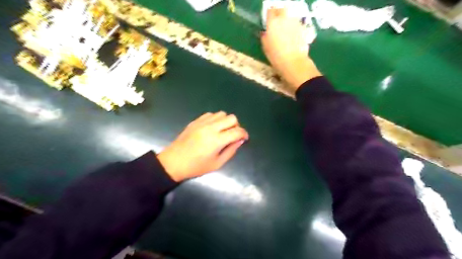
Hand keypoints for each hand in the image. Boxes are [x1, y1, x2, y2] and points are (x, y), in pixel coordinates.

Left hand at [157, 112, 249, 181]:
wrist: (174, 162)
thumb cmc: (196, 166)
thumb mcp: (217, 163)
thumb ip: (231, 150)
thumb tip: (240, 140)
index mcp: (217, 140)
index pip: (237, 131)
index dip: (244, 134)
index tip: (244, 139)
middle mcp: (211, 128)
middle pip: (231, 118)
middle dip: (236, 126)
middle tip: (233, 135)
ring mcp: (202, 122)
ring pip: (221, 113)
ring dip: (226, 121)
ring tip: (223, 131)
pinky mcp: (195, 121)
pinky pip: (211, 114)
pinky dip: (216, 119)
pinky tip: (212, 128)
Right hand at [261, 8, 321, 91]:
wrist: (293, 62)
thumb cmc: (276, 57)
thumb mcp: (266, 48)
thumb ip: (265, 37)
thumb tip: (265, 33)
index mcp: (273, 23)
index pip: (270, 11)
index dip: (270, 14)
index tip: (269, 18)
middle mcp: (284, 19)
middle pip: (282, 9)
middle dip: (280, 13)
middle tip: (278, 21)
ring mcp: (295, 23)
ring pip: (290, 16)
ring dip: (287, 20)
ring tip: (285, 29)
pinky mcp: (303, 29)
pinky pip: (297, 24)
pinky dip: (295, 27)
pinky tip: (293, 36)